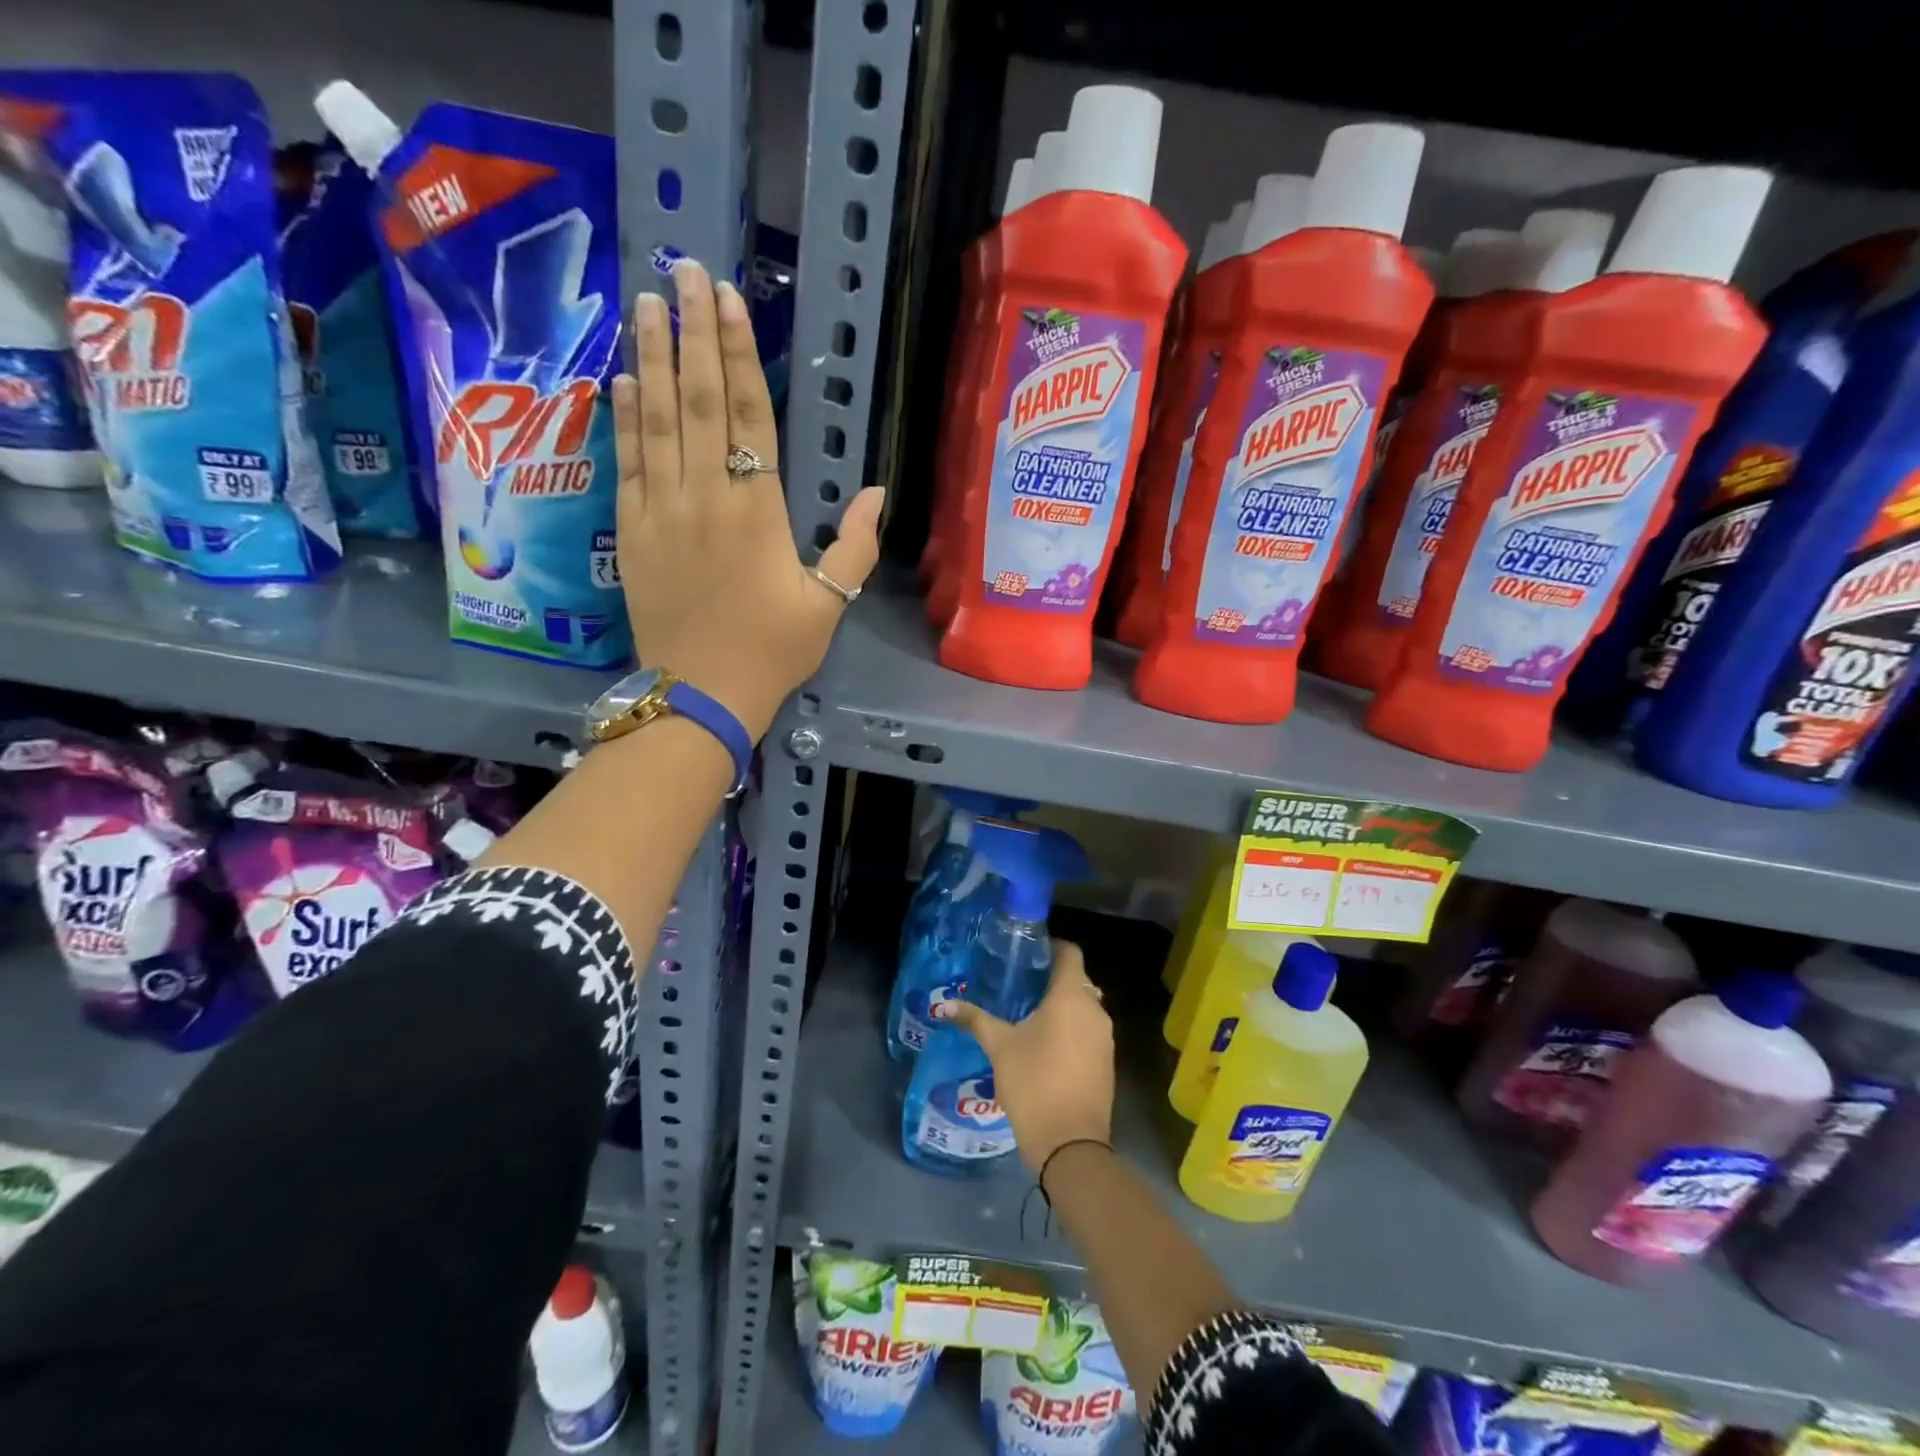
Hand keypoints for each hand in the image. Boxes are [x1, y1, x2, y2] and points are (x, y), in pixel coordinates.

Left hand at [611, 259, 884, 739]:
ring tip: (648, 304)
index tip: (729, 301)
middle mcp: (706, 495)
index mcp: (758, 510)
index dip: (737, 354)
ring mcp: (661, 510)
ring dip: (651, 357)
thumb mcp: (829, 604)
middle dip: (691, 331)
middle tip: (684, 271)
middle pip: (696, 399)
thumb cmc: (773, 650)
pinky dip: (623, 417)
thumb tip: (878, 492)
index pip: (748, 415)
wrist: (702, 694)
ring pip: (655, 419)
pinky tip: (622, 378)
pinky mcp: (632, 530)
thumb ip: (855, 546)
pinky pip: (627, 461)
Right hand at [935, 939, 1114, 1178]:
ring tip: (1028, 1012)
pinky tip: (1045, 1043)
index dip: (1051, 947)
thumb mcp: (999, 1047)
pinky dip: (1070, 1029)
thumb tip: (944, 1005)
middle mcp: (1095, 1010)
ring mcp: (1105, 1038)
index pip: (1070, 953)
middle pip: (1077, 980)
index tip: (1028, 951)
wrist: (1070, 1145)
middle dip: (1051, 979)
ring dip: (1062, 1006)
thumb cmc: (1034, 1082)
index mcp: (1071, 996)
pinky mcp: (1106, 1062)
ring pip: (1084, 1008)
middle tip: (1020, 982)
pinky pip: (1088, 1031)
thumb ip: (975, 1020)